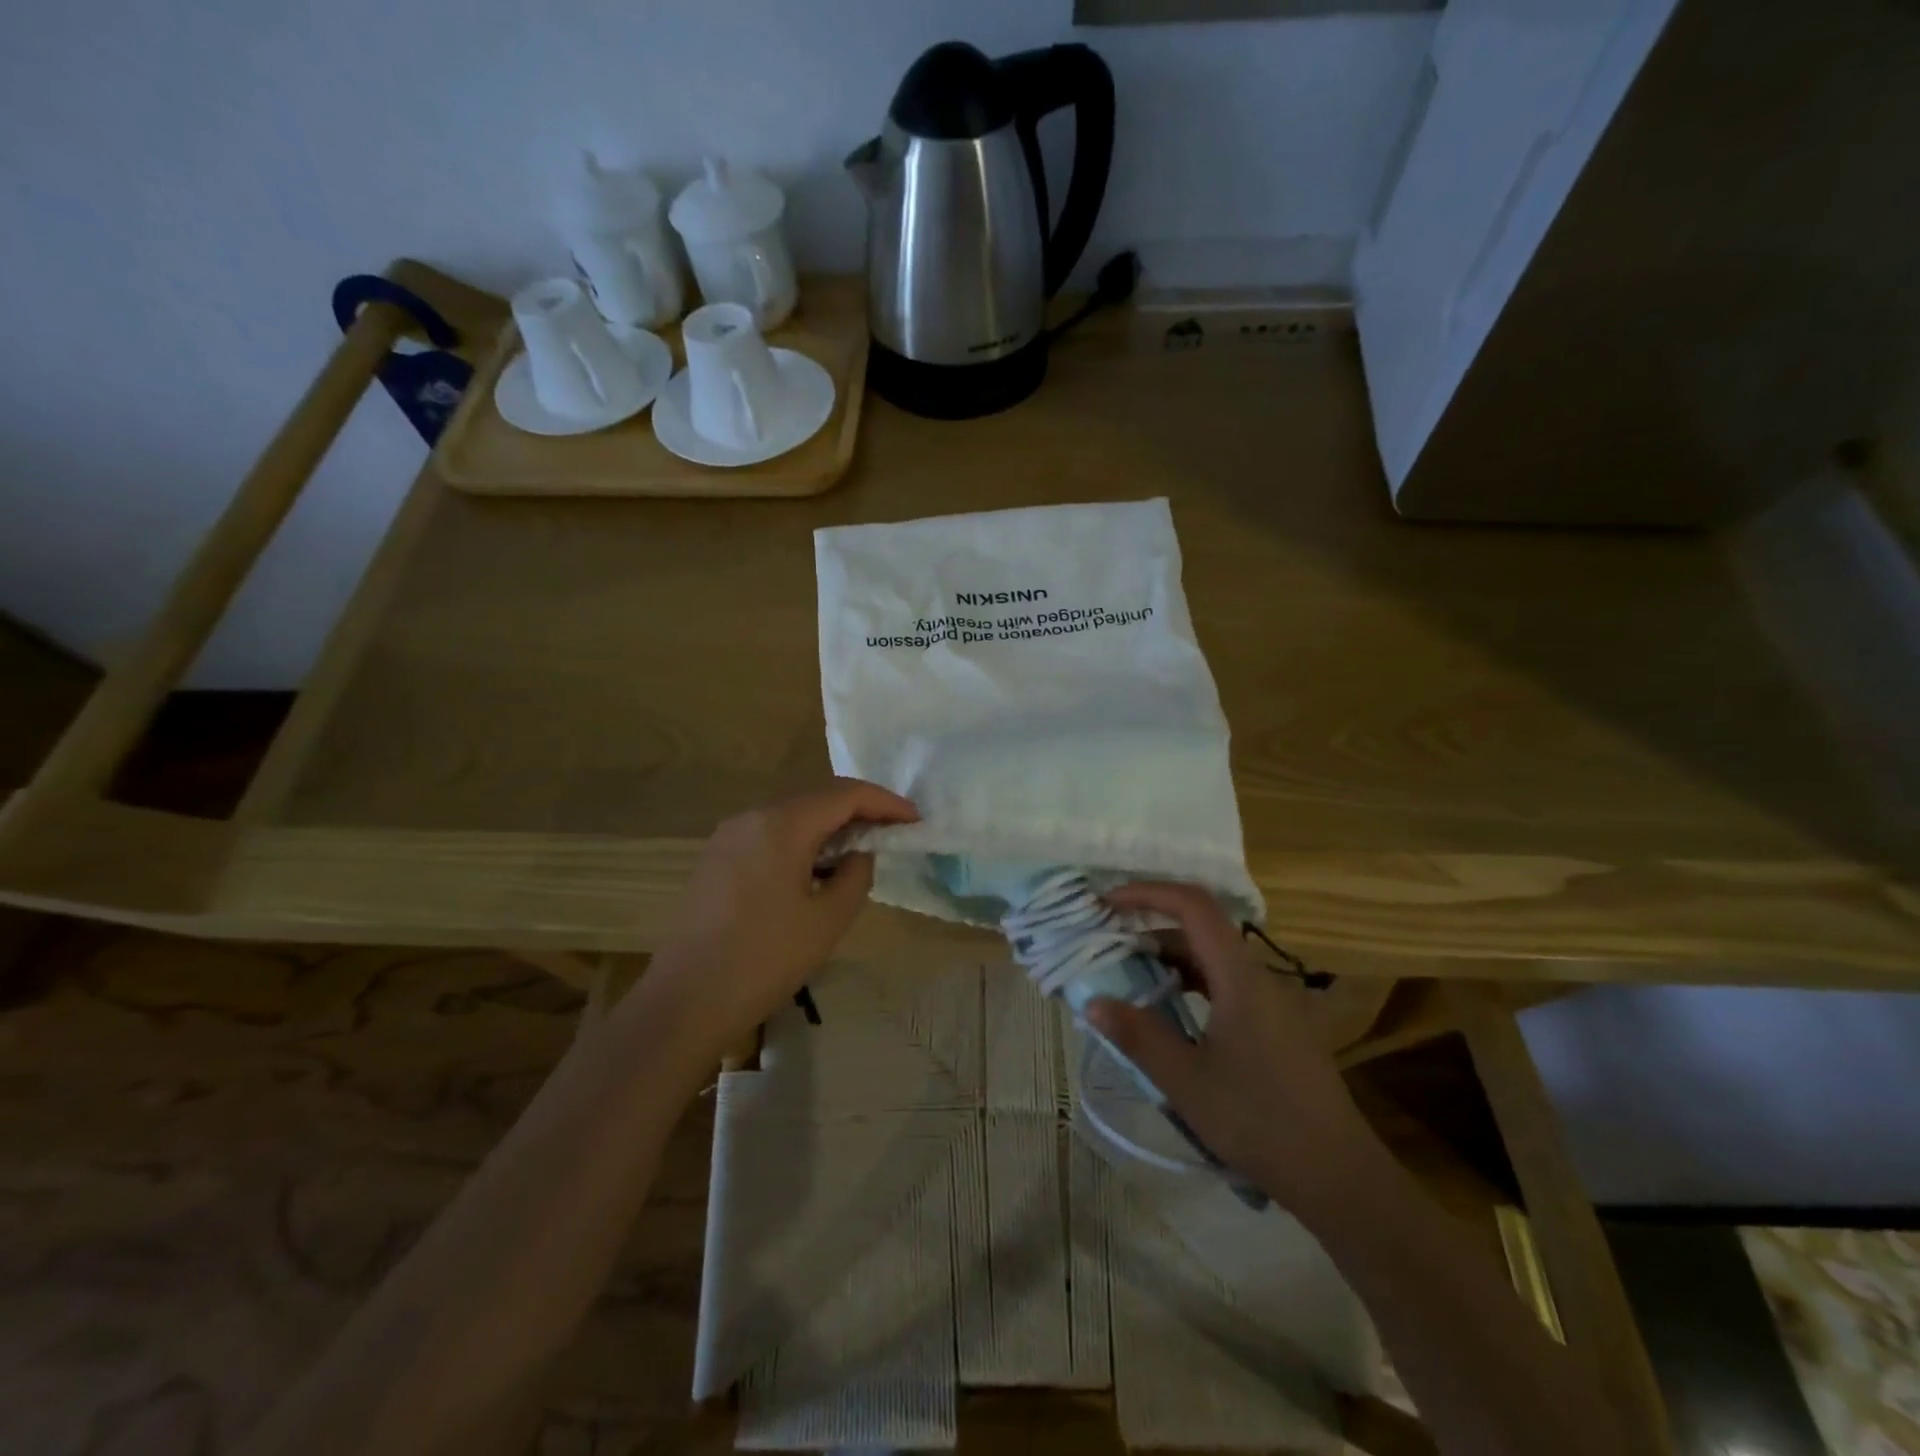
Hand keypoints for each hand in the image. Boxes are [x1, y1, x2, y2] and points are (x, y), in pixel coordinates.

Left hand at [642, 779, 918, 1060]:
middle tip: (893, 833)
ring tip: (860, 852)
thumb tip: (858, 852)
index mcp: (781, 824)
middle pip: (817, 798)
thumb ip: (856, 873)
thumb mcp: (828, 919)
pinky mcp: (716, 858)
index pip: (845, 794)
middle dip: (859, 811)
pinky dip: (801, 840)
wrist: (685, 1001)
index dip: (885, 802)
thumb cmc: (765, 959)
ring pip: (792, 815)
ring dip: (830, 826)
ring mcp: (728, 835)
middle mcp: (752, 816)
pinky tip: (816, 868)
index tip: (915, 820)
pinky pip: (770, 834)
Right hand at [1085, 882, 1375, 1208]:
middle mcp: (1261, 977)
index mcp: (1241, 977)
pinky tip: (1173, 1011)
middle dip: (1152, 927)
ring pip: (1216, 958)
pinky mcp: (1280, 1026)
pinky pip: (1229, 984)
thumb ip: (1137, 1036)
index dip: (1149, 893)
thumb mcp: (1186, 1081)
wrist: (1339, 1176)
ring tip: (1132, 975)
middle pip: (1203, 929)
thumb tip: (1092, 1002)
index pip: (1194, 906)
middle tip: (1110, 943)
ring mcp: (1275, 1002)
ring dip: (1172, 957)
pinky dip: (1194, 982)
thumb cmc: (1258, 1122)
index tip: (1108, 902)